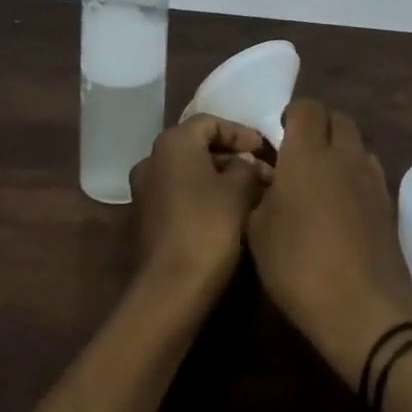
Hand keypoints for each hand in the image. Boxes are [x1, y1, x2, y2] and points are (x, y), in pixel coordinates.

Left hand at [129, 115, 271, 292]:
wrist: (172, 288)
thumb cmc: (209, 227)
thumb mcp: (239, 190)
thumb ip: (248, 166)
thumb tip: (249, 163)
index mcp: (172, 143)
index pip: (211, 123)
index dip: (241, 133)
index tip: (266, 149)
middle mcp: (152, 160)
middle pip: (197, 146)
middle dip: (232, 156)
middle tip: (263, 170)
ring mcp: (145, 191)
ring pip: (189, 172)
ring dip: (219, 177)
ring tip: (252, 191)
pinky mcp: (146, 219)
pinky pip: (180, 194)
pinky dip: (204, 195)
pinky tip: (229, 211)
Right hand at [246, 100, 411, 384]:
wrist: (363, 307)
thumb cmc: (299, 265)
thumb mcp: (257, 233)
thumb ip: (259, 196)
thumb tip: (267, 182)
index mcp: (307, 154)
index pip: (306, 108)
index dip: (292, 115)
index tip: (279, 136)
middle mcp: (344, 156)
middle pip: (338, 119)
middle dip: (320, 128)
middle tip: (300, 156)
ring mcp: (372, 179)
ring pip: (358, 145)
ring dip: (341, 152)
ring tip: (322, 182)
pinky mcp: (389, 204)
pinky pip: (370, 174)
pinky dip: (356, 178)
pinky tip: (343, 208)